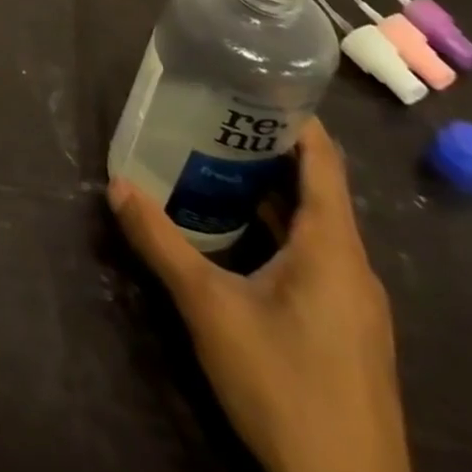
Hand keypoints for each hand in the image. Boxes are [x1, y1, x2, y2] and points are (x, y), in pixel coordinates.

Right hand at [107, 119, 412, 471]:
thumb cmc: (285, 387)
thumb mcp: (209, 308)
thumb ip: (161, 243)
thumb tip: (117, 185)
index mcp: (334, 248)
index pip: (324, 160)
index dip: (293, 117)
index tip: (249, 84)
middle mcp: (353, 267)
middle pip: (317, 189)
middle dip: (266, 150)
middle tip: (211, 119)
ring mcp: (354, 304)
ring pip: (315, 227)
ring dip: (270, 193)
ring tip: (213, 165)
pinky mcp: (347, 333)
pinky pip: (314, 259)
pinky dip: (279, 232)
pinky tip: (237, 236)